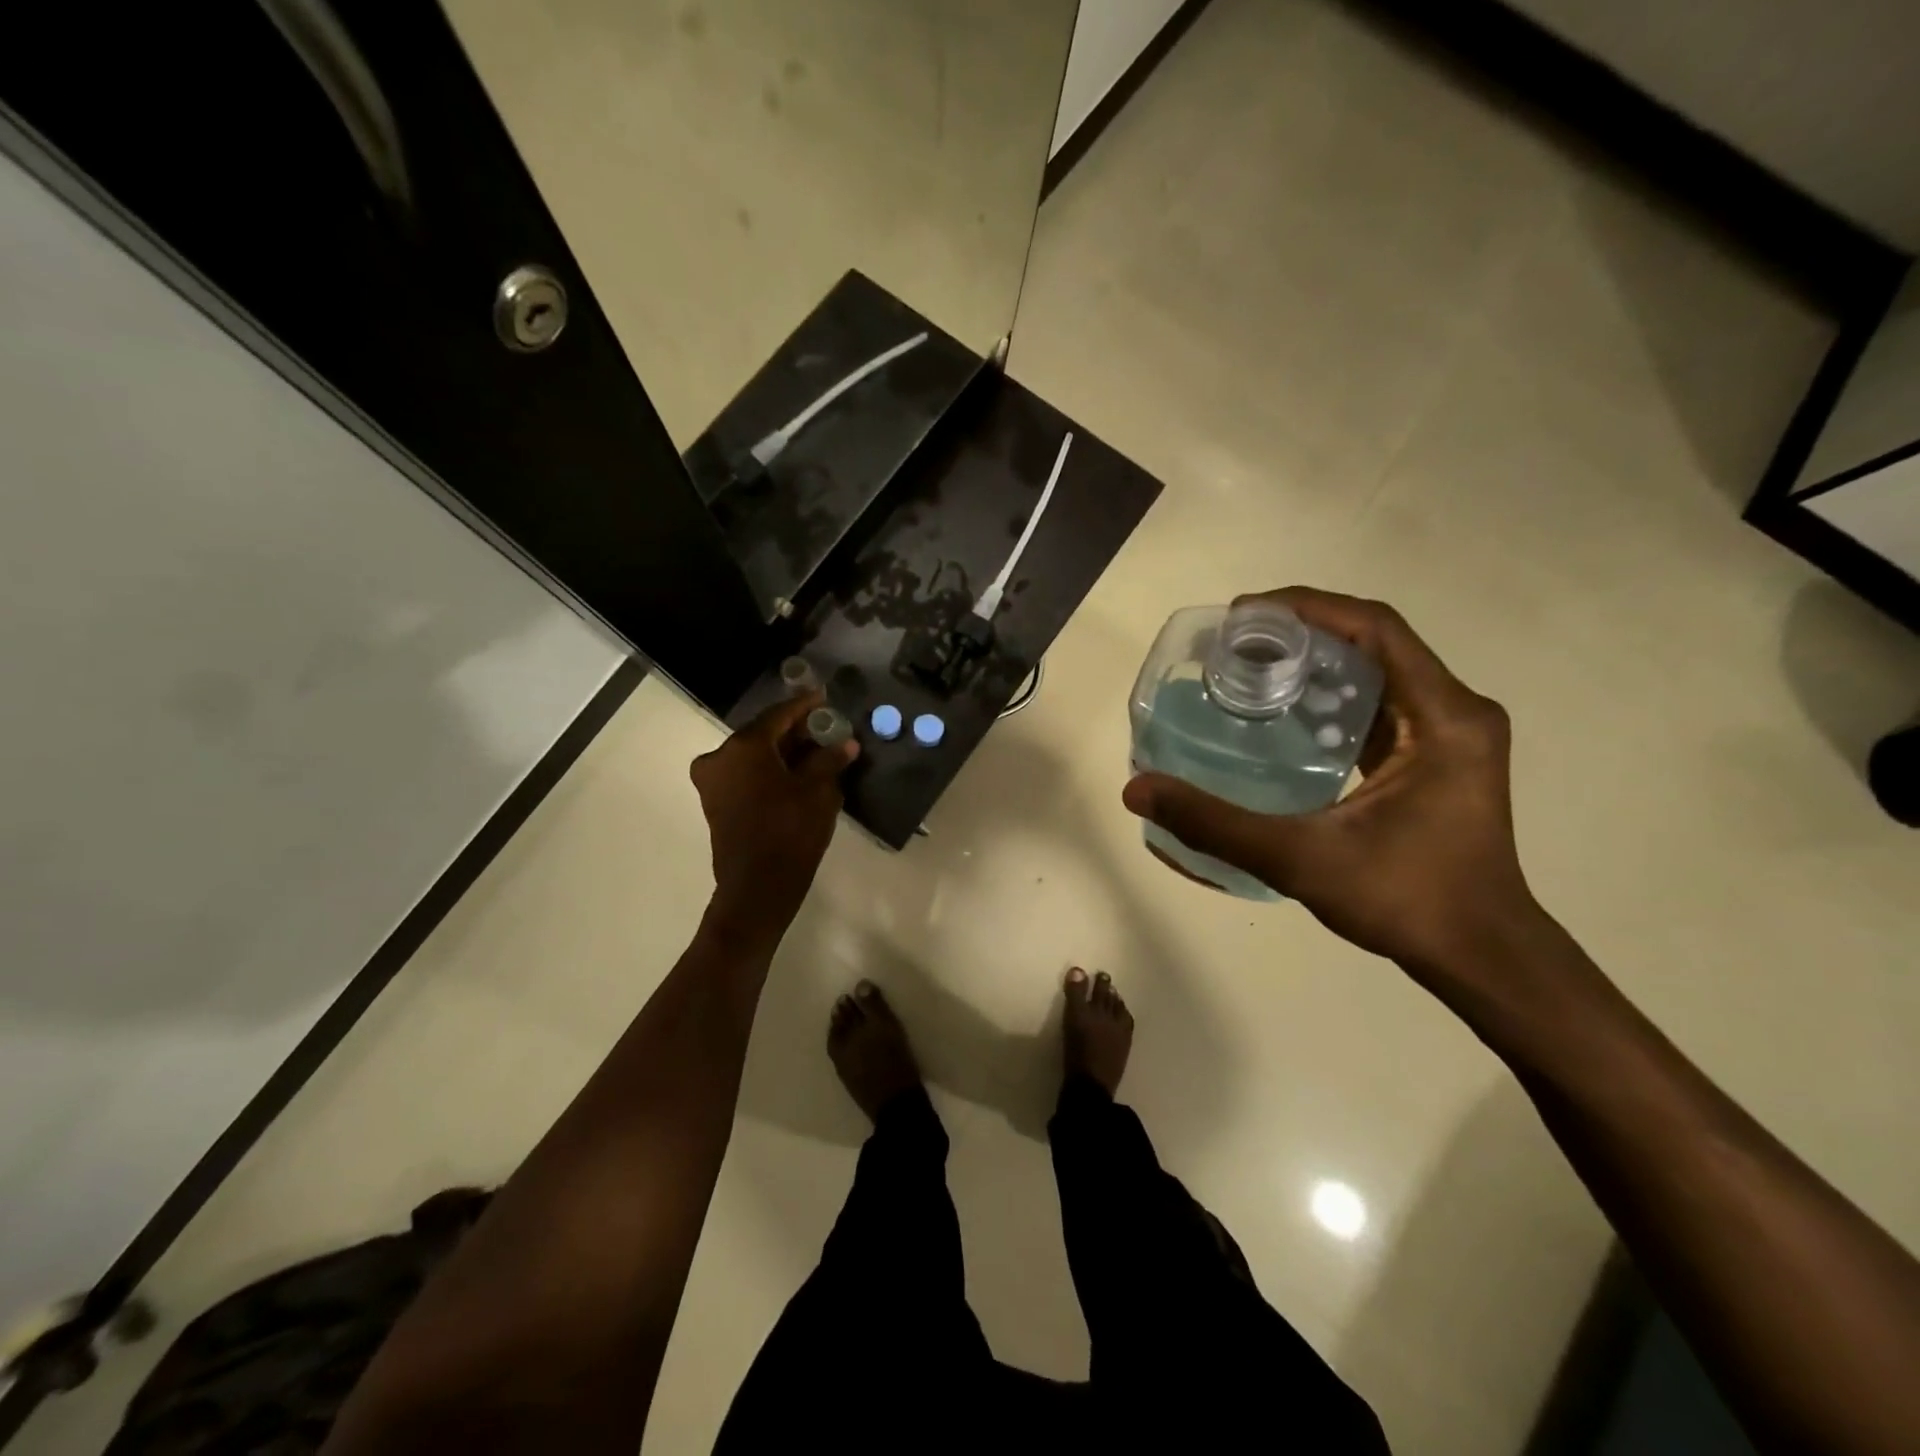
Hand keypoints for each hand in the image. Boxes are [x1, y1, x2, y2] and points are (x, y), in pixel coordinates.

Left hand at [690, 691, 857, 943]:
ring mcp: (713, 781)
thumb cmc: (790, 831)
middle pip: (763, 734)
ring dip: (781, 752)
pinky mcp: (715, 802)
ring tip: (815, 751)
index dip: (804, 706)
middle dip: (794, 731)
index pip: (779, 715)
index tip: (823, 697)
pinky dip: (768, 769)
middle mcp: (720, 756)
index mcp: (744, 746)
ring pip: (753, 755)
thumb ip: (830, 760)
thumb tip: (847, 744)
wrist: (758, 886)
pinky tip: (795, 773)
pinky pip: (745, 774)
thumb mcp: (818, 791)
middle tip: (823, 727)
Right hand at [1123, 587, 1543, 986]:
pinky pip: (1378, 707)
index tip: (1243, 616)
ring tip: (1249, 672)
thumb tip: (1138, 791)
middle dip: (1301, 633)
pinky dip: (1329, 700)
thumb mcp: (1300, 859)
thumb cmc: (1406, 900)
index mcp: (1444, 717)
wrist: (1479, 955)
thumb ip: (1215, 824)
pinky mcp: (1437, 759)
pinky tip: (1283, 720)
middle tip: (1234, 645)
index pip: (1375, 628)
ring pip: (1376, 674)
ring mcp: (1450, 736)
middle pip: (1373, 643)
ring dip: (1315, 664)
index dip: (1307, 608)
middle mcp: (1455, 712)